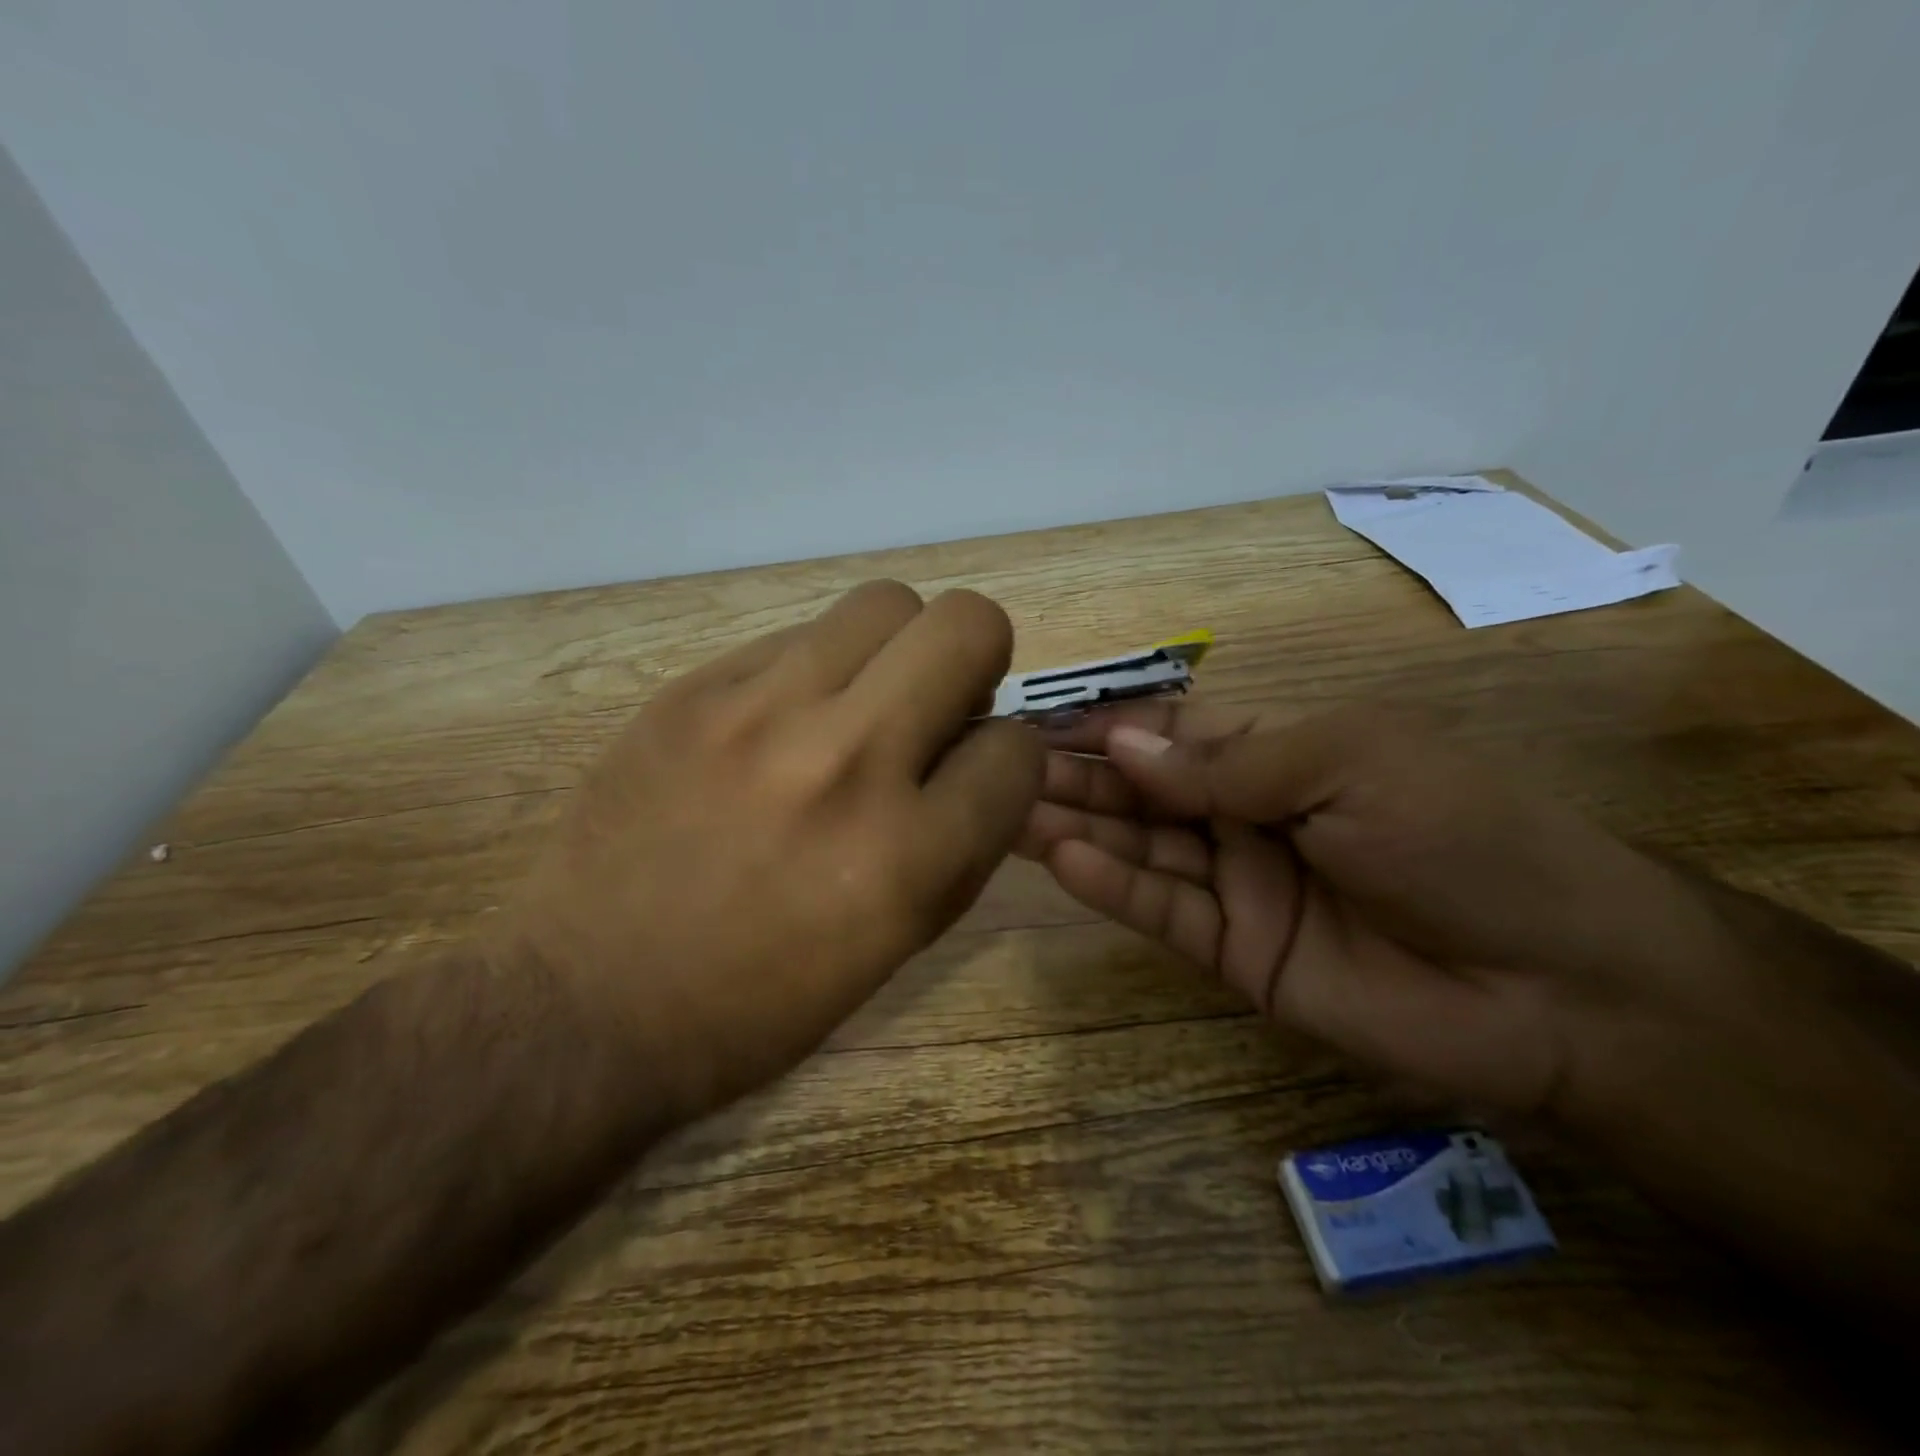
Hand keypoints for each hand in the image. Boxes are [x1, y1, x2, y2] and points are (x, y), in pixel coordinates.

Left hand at [496, 580, 1042, 1119]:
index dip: (1008, 758)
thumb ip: (963, 839)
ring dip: (896, 650)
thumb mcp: (897, 942)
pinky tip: (779, 722)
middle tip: (937, 702)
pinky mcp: (693, 689)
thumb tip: (981, 750)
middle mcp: (846, 763)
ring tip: (860, 700)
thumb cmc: (763, 999)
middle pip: (967, 625)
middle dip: (976, 659)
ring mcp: (761, 713)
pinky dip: (814, 671)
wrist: (589, 1001)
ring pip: (883, 603)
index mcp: (908, 856)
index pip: (1017, 748)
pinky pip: (795, 637)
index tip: (975, 770)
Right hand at [1016, 699, 1719, 1118]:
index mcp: (1282, 753)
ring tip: (1009, 809)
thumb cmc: (1461, 834)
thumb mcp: (1348, 763)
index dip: (1110, 725)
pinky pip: (1162, 911)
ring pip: (1141, 849)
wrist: (1560, 983)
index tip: (1040, 719)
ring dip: (1078, 826)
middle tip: (1002, 766)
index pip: (1174, 732)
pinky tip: (1060, 859)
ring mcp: (1239, 886)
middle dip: (1079, 775)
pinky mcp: (1237, 954)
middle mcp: (1249, 815)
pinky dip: (1111, 886)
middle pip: (1144, 790)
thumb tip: (1124, 744)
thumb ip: (1228, 762)